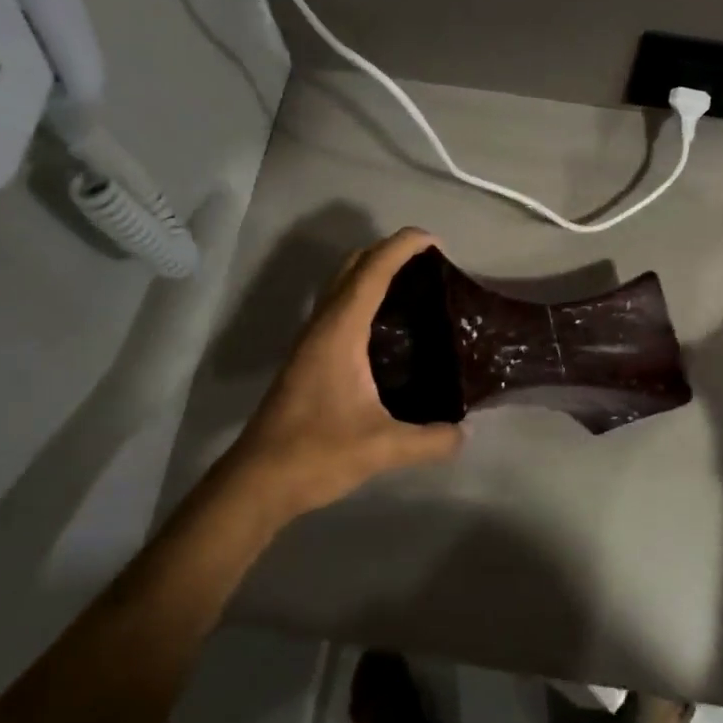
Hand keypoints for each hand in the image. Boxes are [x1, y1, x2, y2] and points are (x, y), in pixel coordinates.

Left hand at [225, 228, 463, 518]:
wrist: (257, 481)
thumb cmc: (316, 453)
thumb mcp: (382, 448)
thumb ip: (429, 440)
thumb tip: (464, 432)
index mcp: (339, 332)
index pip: (372, 271)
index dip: (402, 247)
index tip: (435, 241)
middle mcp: (322, 326)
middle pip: (353, 267)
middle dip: (388, 251)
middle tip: (429, 263)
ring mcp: (311, 341)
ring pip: (342, 286)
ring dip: (373, 272)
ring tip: (413, 286)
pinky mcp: (308, 358)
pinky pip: (339, 308)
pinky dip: (363, 297)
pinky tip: (386, 327)